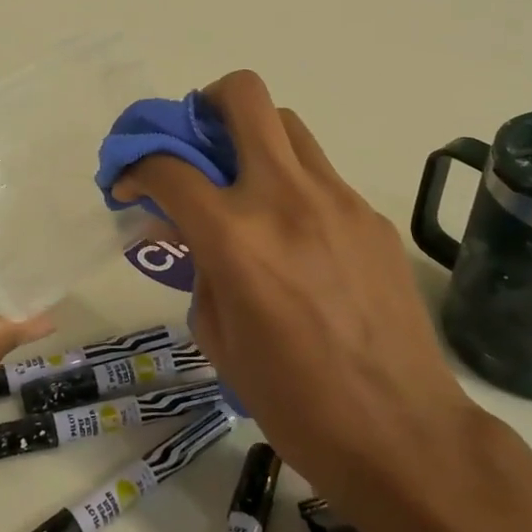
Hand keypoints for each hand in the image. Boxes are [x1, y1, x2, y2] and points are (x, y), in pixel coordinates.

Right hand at [113, 71, 480, 509]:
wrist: (402, 434)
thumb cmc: (292, 400)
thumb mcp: (218, 336)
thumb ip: (197, 267)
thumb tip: (187, 231)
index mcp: (235, 237)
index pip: (169, 165)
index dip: (136, 166)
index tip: (130, 185)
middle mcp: (285, 198)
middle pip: (243, 97)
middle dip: (205, 104)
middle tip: (196, 141)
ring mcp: (338, 201)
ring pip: (288, 124)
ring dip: (253, 137)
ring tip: (244, 183)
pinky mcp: (372, 217)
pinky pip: (321, 173)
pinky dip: (292, 183)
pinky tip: (294, 235)